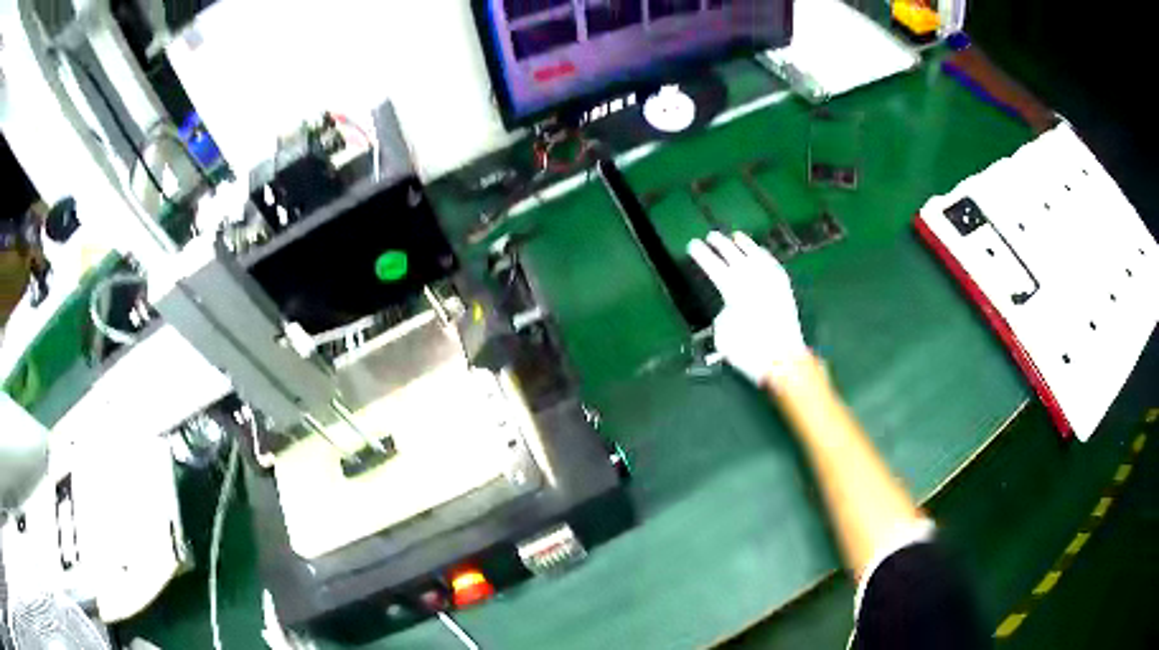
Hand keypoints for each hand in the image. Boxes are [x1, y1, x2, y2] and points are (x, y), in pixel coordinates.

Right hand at [688, 231, 808, 385]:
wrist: (783, 360)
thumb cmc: (749, 351)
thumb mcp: (724, 335)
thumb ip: (723, 314)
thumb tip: (728, 306)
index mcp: (733, 291)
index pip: (714, 266)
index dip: (702, 255)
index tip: (692, 244)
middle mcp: (752, 280)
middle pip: (734, 255)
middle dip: (721, 244)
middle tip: (711, 236)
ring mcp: (770, 281)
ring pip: (755, 255)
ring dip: (744, 245)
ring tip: (735, 236)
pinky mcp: (784, 288)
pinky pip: (772, 265)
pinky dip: (764, 256)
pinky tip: (759, 252)